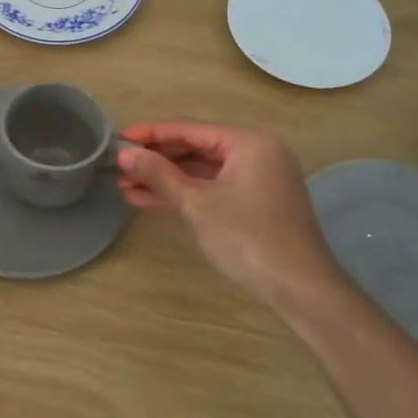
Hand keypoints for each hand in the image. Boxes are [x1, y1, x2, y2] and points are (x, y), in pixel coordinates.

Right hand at [118, 122, 343, 305]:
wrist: (300, 288)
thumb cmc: (248, 238)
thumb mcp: (197, 204)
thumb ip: (159, 175)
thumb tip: (125, 155)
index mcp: (249, 142)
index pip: (190, 129)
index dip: (151, 134)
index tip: (118, 139)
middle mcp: (256, 153)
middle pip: (196, 148)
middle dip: (156, 159)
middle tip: (118, 166)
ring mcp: (257, 180)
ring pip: (202, 172)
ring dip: (165, 180)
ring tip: (125, 186)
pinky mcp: (255, 204)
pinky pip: (212, 189)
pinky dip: (184, 194)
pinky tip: (148, 201)